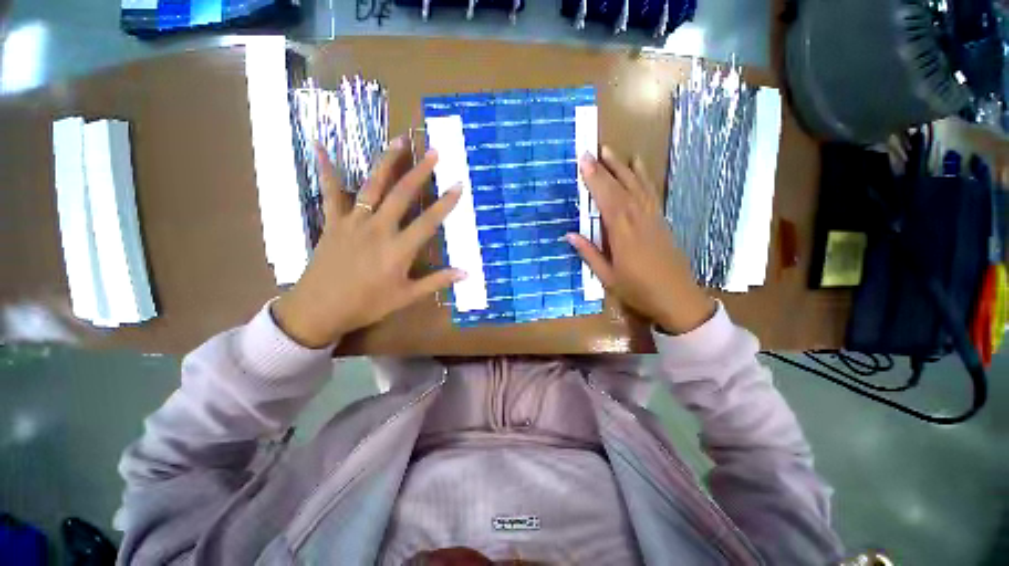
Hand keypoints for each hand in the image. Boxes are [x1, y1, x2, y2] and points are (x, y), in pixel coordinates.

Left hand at [272, 138, 464, 347]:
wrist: (320, 309)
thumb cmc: (367, 304)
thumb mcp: (406, 297)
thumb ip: (436, 281)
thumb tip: (466, 273)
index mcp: (399, 249)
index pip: (429, 221)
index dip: (446, 203)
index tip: (459, 184)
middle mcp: (379, 228)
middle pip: (402, 194)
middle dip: (420, 172)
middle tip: (433, 152)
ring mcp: (354, 221)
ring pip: (373, 186)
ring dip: (387, 162)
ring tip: (399, 140)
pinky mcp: (333, 222)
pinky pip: (330, 192)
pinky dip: (326, 169)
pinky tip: (319, 146)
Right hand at [567, 146, 714, 334]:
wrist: (677, 298)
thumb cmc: (638, 291)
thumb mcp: (608, 277)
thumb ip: (590, 254)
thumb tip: (570, 234)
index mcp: (623, 235)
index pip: (607, 201)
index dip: (595, 180)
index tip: (583, 162)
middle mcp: (638, 220)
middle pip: (621, 189)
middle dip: (605, 169)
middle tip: (592, 151)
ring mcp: (652, 218)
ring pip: (637, 187)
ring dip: (623, 168)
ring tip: (611, 152)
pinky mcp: (661, 221)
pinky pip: (651, 193)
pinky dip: (643, 177)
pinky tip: (638, 167)